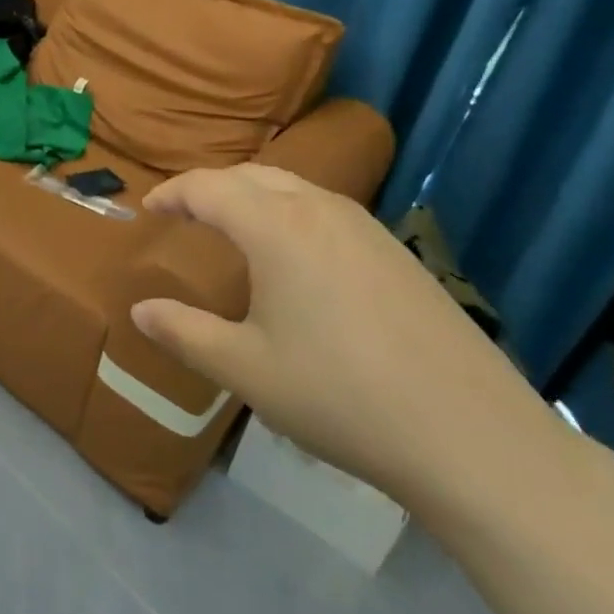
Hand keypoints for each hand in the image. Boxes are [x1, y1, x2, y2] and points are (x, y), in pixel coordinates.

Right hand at [131, 165, 550, 507]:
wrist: (472, 436)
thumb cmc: (339, 396)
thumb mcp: (245, 370)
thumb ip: (184, 333)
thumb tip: (140, 310)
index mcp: (276, 227)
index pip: (208, 188)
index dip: (172, 194)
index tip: (148, 208)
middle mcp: (321, 210)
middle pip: (252, 176)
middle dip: (210, 187)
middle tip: (184, 213)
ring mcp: (367, 228)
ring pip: (295, 188)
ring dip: (253, 196)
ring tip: (233, 227)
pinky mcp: (398, 253)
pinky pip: (327, 210)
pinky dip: (291, 213)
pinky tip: (296, 258)